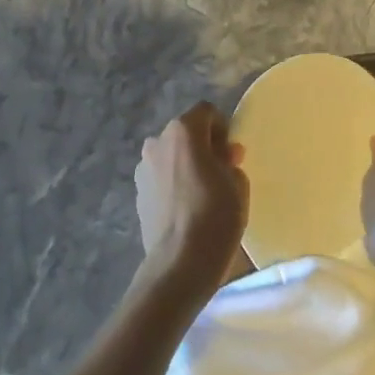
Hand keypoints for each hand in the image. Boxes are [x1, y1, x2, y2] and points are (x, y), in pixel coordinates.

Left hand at [135, 102, 249, 298]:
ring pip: (171, 157)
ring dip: (185, 166)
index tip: (232, 155)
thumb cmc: (215, 215)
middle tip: (221, 174)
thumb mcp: (238, 184)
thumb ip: (231, 161)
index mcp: (183, 131)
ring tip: (202, 195)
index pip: (206, 112)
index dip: (223, 128)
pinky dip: (173, 185)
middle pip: (185, 134)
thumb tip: (223, 156)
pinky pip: (161, 179)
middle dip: (203, 147)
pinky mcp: (137, 194)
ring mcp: (143, 169)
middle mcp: (157, 142)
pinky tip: (186, 211)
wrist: (180, 263)